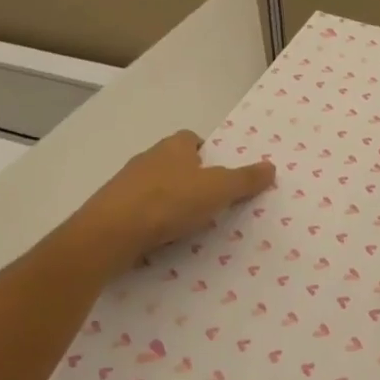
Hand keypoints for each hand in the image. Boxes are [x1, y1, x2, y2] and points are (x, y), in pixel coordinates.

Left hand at [55, 130, 276, 277]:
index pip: (192, 139)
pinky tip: (161, 240)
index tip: (220, 173)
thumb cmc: (168, 202)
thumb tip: (271, 166)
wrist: (109, 234)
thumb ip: (245, 179)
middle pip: (173, 162)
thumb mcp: (218, 190)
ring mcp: (125, 185)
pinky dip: (151, 222)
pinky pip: (138, 211)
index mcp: (173, 146)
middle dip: (190, 178)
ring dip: (169, 201)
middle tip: (210, 201)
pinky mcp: (111, 210)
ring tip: (188, 225)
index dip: (207, 153)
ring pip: (154, 187)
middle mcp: (148, 158)